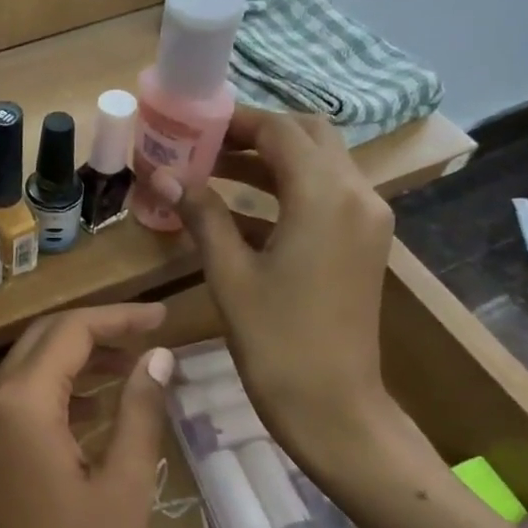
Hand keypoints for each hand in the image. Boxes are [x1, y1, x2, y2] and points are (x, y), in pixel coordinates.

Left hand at [0, 305, 173, 527]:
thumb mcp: (125, 486)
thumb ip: (139, 410)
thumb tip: (160, 356)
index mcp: (19, 404)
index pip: (69, 331)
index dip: (119, 318)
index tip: (164, 316)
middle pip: (42, 340)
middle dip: (97, 330)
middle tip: (152, 335)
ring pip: (28, 368)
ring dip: (77, 359)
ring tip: (135, 365)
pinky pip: (17, 400)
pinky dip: (56, 390)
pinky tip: (97, 404)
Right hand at [153, 107, 395, 478]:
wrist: (333, 406)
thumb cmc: (276, 341)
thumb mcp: (230, 273)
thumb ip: (201, 215)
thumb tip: (162, 175)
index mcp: (325, 196)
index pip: (281, 131)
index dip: (235, 121)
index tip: (192, 125)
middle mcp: (356, 195)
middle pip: (309, 137)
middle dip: (256, 134)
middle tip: (204, 146)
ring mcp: (365, 221)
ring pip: (319, 165)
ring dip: (270, 162)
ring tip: (211, 171)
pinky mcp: (362, 244)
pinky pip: (325, 197)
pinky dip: (285, 191)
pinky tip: (239, 211)